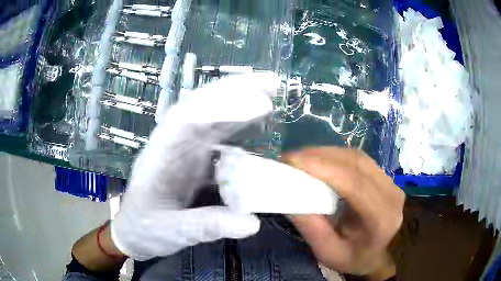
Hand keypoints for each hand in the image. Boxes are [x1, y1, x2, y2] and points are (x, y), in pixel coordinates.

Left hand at [111, 73, 279, 260]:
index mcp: (160, 158)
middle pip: (202, 107)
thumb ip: (207, 226)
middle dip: (236, 91)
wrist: (134, 231)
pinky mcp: (195, 159)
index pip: (188, 122)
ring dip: (240, 101)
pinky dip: (239, 125)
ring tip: (270, 94)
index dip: (223, 109)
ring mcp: (184, 150)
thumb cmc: (145, 229)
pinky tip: (258, 123)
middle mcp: (173, 145)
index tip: (260, 105)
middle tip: (272, 84)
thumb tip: (252, 223)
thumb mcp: (172, 232)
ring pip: (212, 116)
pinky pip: (218, 136)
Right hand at [283, 147, 404, 276]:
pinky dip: (335, 157)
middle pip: (356, 164)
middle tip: (291, 158)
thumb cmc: (351, 258)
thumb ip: (312, 228)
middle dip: (321, 156)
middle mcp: (392, 195)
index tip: (293, 161)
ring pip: (357, 157)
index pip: (355, 184)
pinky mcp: (384, 177)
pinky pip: (358, 159)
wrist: (373, 256)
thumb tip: (291, 195)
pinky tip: (318, 160)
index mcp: (382, 219)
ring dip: (327, 154)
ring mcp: (391, 183)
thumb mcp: (327, 253)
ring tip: (301, 158)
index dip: (324, 167)